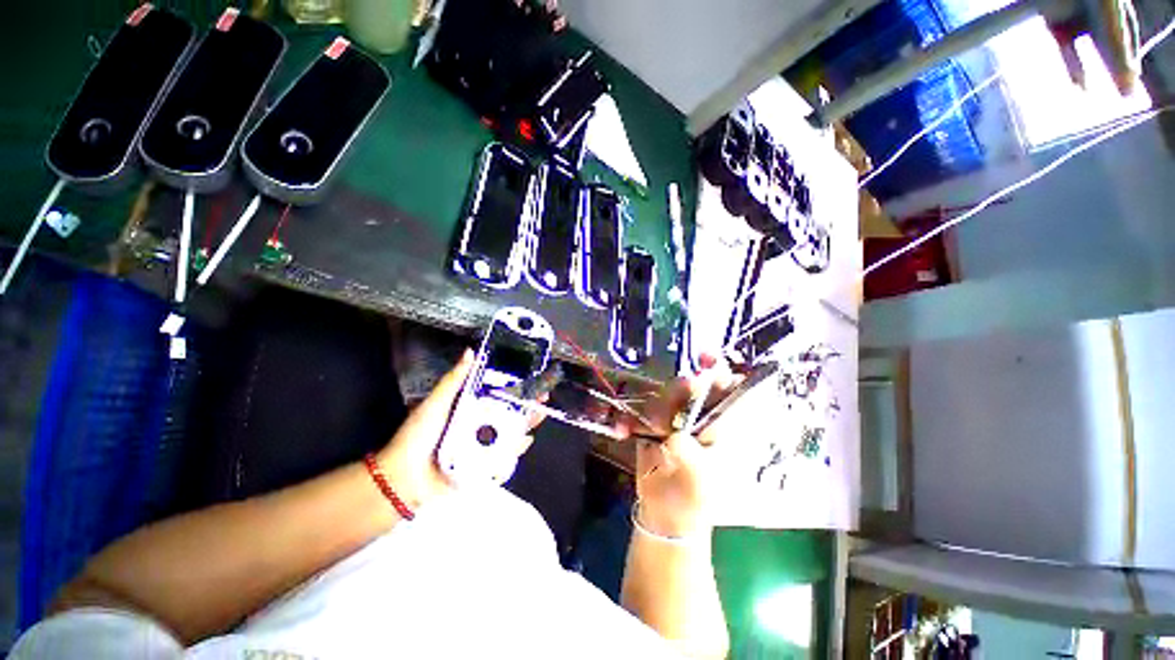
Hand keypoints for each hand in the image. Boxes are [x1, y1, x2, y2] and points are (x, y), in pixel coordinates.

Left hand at [376, 349, 546, 507]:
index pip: (497, 394)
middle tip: (542, 399)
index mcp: (469, 408)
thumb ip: (454, 380)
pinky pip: (504, 457)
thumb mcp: (436, 403)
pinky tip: (524, 440)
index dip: (514, 387)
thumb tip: (471, 352)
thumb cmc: (418, 436)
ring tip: (539, 416)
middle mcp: (479, 425)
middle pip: (509, 414)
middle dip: (528, 406)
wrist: (404, 479)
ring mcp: (482, 445)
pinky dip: (516, 449)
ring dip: (526, 425)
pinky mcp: (483, 465)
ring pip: (510, 433)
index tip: (530, 379)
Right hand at [619, 356, 740, 536]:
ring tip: (654, 433)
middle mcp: (698, 414)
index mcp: (721, 424)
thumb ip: (689, 454)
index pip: (727, 388)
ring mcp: (673, 417)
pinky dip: (629, 420)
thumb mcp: (699, 480)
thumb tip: (675, 435)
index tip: (706, 358)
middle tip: (674, 401)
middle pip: (690, 384)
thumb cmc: (693, 498)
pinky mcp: (650, 423)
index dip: (720, 370)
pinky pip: (638, 411)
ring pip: (662, 395)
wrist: (665, 514)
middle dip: (679, 391)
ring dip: (654, 411)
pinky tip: (623, 431)